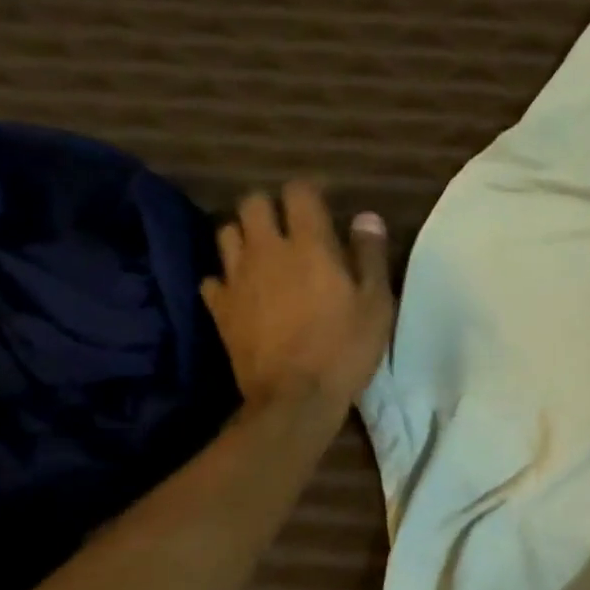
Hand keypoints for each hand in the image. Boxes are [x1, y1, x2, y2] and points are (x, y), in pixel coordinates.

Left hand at [200, 182, 393, 408]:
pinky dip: (227, 279)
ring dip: (245, 236)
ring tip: (264, 255)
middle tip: (290, 229)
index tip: (323, 204)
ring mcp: (237, 278)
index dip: (310, 192)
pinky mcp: (219, 308)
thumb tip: (366, 217)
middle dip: (271, 208)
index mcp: (309, 245)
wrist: (295, 397)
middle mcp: (266, 250)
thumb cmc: (345, 348)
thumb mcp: (376, 304)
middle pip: (253, 204)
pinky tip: (243, 292)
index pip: (299, 192)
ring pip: (227, 234)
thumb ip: (371, 256)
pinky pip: (213, 278)